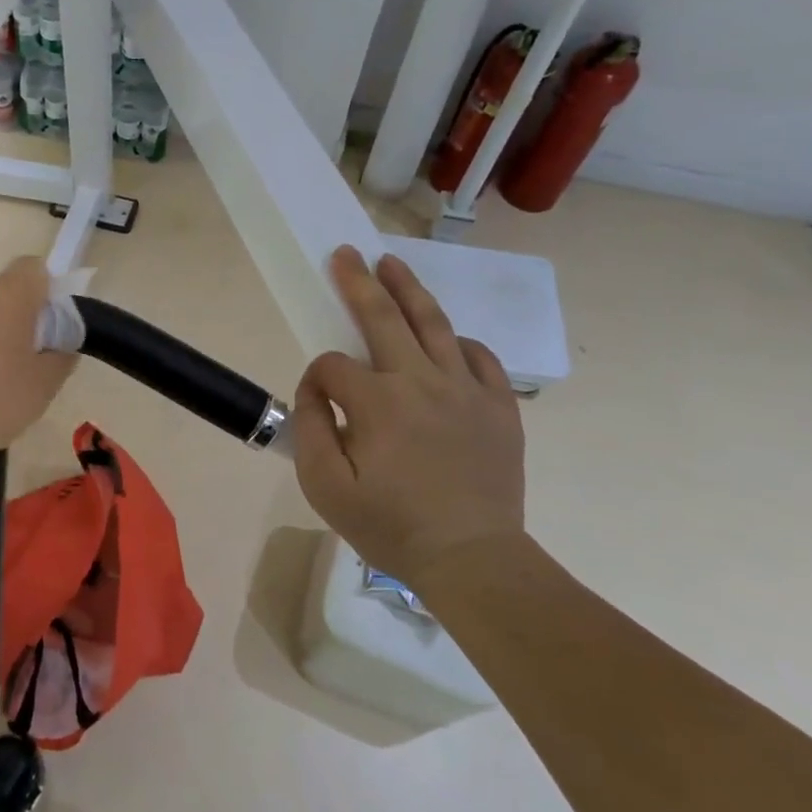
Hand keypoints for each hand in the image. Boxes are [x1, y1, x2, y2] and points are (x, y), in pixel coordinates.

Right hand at [292, 247, 525, 580]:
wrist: (473, 558)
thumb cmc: (392, 526)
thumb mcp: (326, 488)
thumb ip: (311, 429)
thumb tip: (314, 390)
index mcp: (377, 402)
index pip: (333, 365)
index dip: (316, 378)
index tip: (317, 401)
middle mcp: (421, 381)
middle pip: (383, 317)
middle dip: (358, 282)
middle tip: (346, 253)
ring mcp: (466, 389)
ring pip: (434, 324)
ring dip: (409, 289)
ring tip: (392, 264)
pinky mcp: (500, 406)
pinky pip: (481, 358)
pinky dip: (461, 343)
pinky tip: (448, 340)